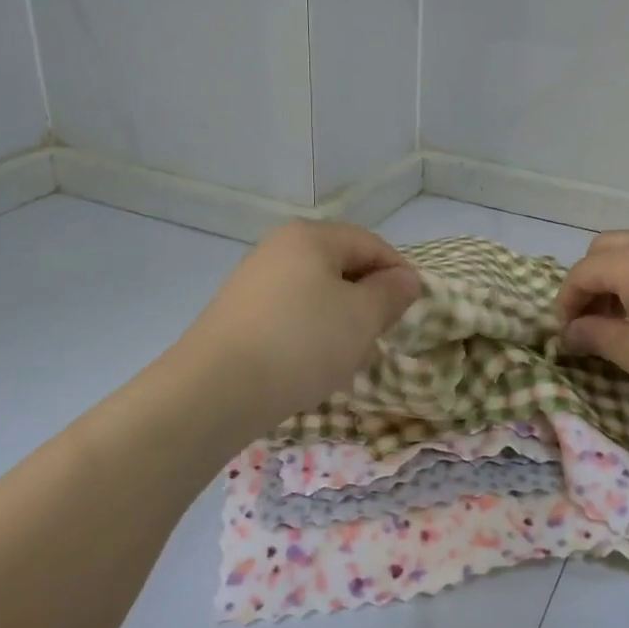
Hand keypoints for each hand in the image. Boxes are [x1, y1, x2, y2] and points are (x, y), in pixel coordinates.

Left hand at [172, 221, 421, 430]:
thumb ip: (391, 293)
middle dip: (368, 300)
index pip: (371, 244)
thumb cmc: (301, 343)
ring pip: (316, 294)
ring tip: (347, 358)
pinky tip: (310, 366)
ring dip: (340, 321)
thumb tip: (405, 279)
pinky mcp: (237, 314)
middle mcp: (278, 248)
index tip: (413, 311)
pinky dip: (310, 334)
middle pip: (341, 266)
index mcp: (311, 237)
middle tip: (380, 337)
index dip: (399, 274)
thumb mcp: (362, 317)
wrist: (215, 390)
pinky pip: (290, 315)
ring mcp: (253, 281)